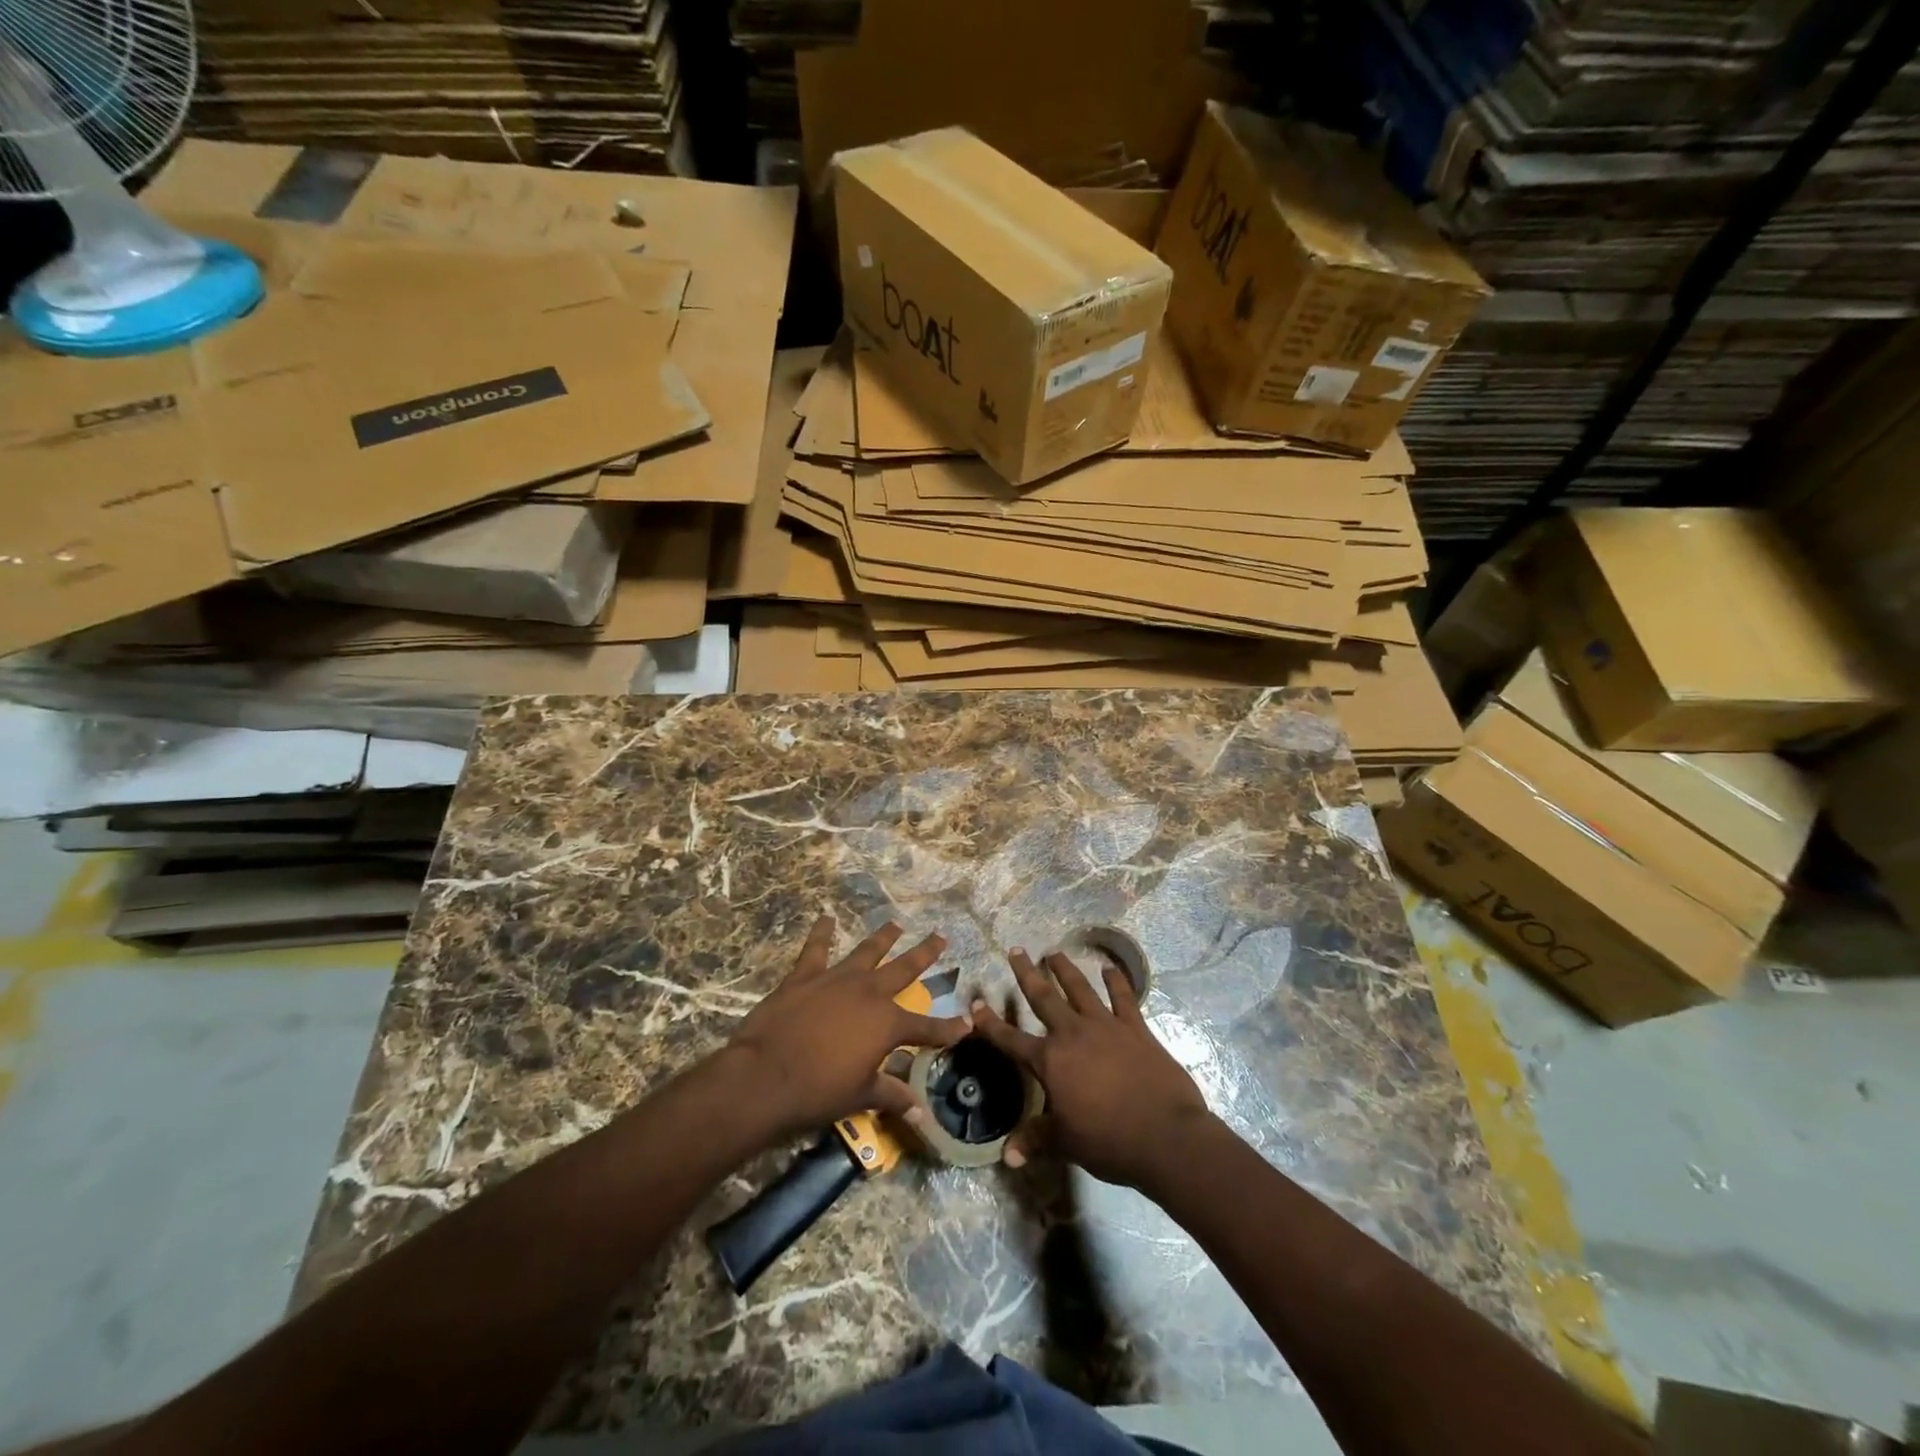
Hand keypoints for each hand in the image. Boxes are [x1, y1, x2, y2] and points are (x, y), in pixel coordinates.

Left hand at [726, 917, 971, 1142]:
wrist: (765, 1076)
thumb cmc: (817, 1092)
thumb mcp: (860, 1096)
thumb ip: (891, 1096)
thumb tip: (919, 1112)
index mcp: (887, 1024)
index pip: (927, 1027)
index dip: (949, 1027)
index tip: (968, 1023)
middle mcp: (869, 993)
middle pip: (904, 969)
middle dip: (925, 954)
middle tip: (940, 936)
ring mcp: (837, 979)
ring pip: (867, 951)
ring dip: (883, 937)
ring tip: (895, 924)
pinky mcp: (805, 975)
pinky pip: (816, 949)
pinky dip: (820, 933)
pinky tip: (824, 918)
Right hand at [972, 949, 1213, 1190]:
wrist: (1165, 1135)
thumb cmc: (1109, 1141)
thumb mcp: (1066, 1143)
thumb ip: (1036, 1139)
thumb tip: (1008, 1155)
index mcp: (1050, 1061)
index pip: (1011, 1039)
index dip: (990, 1023)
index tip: (976, 1002)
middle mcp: (1073, 1034)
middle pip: (1044, 998)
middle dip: (1027, 974)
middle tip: (1016, 950)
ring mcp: (1106, 1026)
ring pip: (1080, 989)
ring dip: (1066, 969)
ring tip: (1054, 952)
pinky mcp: (1136, 1028)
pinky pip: (1124, 998)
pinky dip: (1117, 982)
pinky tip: (1110, 969)